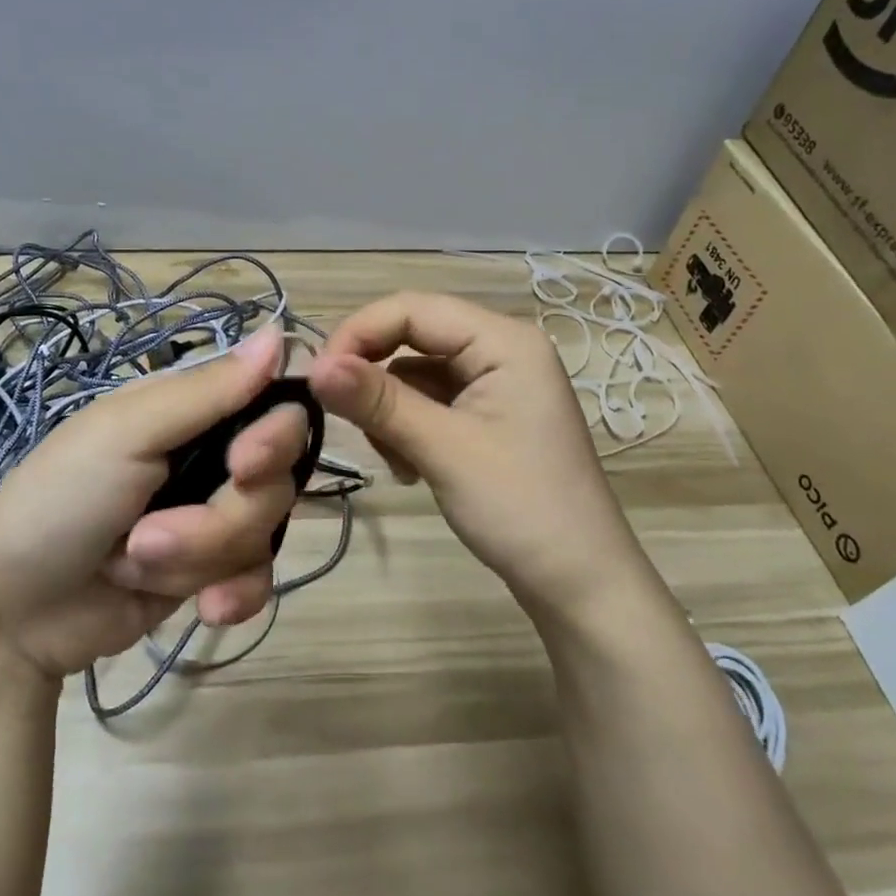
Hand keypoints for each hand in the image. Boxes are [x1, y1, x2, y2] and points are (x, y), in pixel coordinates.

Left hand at [0, 327, 307, 678]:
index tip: (248, 462)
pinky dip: (235, 594)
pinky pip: (261, 576)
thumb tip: (280, 333)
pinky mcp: (213, 569)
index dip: (281, 429)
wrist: (11, 614)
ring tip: (136, 561)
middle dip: (225, 513)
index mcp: (193, 408)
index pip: (275, 397)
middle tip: (155, 530)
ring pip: (266, 529)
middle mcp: (213, 453)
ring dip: (202, 555)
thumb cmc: (59, 500)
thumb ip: (208, 390)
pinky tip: (204, 608)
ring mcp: (214, 514)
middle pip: (278, 474)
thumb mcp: (127, 432)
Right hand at [308, 292, 637, 620]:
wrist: (581, 587)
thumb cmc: (521, 508)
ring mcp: (496, 384)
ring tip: (397, 460)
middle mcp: (501, 349)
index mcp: (503, 340)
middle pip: (414, 337)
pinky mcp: (488, 416)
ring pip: (416, 373)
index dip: (359, 333)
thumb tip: (314, 366)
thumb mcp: (443, 449)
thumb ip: (378, 401)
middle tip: (345, 419)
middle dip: (375, 377)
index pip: (412, 308)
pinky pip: (431, 401)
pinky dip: (409, 427)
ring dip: (390, 410)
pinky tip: (411, 468)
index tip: (317, 378)